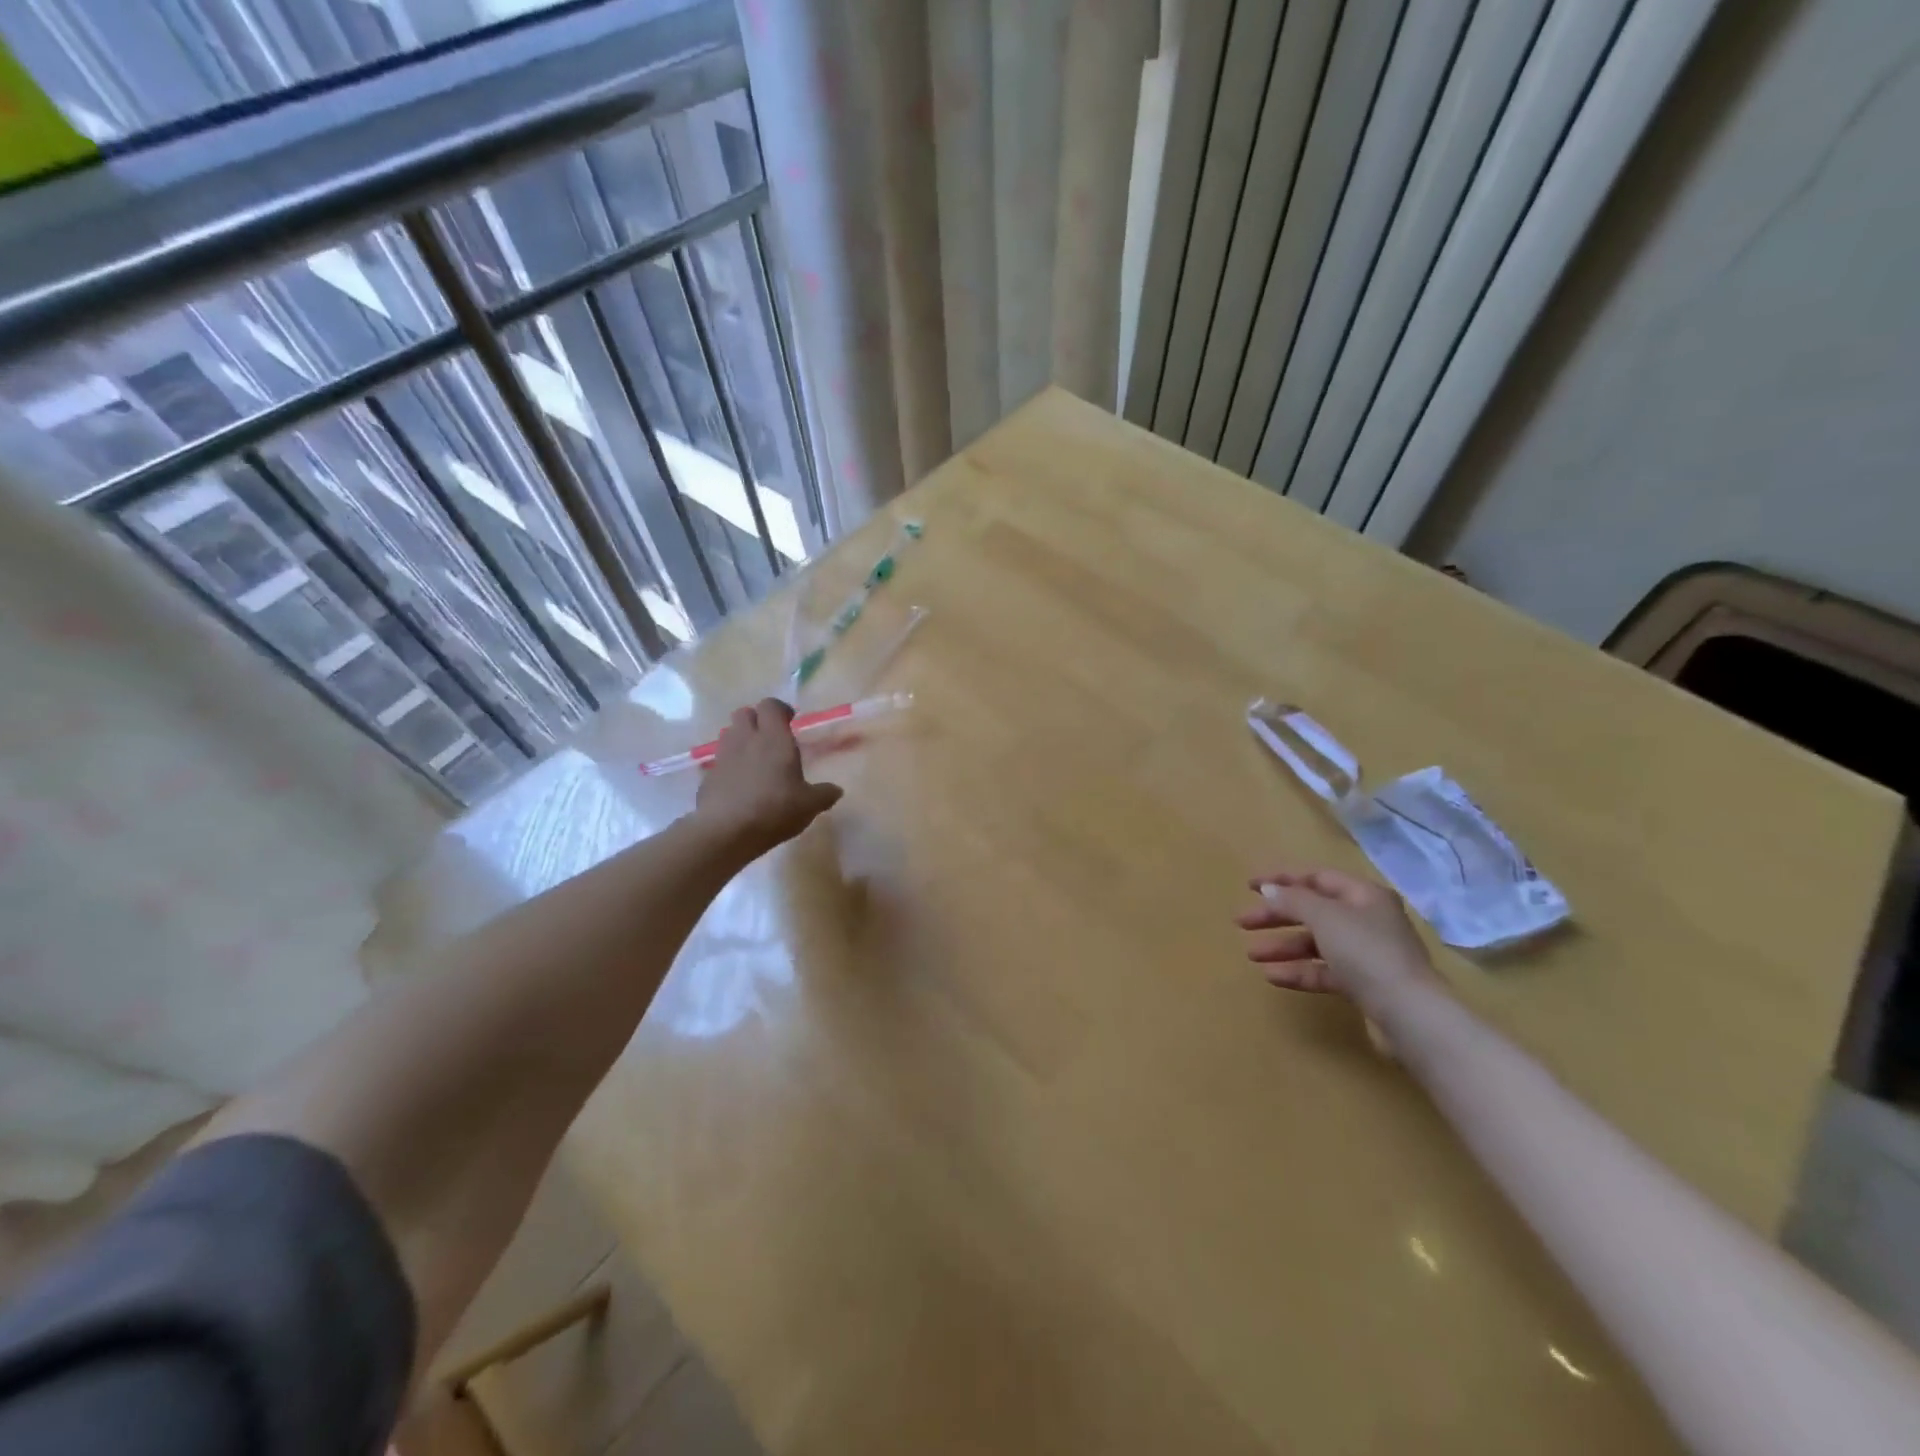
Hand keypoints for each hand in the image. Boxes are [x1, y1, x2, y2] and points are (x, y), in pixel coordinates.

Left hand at [692, 699, 843, 858]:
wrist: (725, 831)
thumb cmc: (774, 809)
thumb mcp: (809, 805)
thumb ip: (824, 794)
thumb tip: (836, 790)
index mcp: (774, 738)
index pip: (771, 705)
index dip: (780, 710)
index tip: (790, 721)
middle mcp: (746, 740)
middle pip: (744, 713)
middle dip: (756, 720)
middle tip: (771, 739)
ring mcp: (724, 757)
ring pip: (730, 734)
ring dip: (741, 740)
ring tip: (755, 760)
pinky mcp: (708, 776)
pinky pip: (720, 761)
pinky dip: (730, 765)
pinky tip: (740, 785)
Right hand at [1235, 867, 1441, 1011]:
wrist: (1410, 1015)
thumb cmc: (1367, 953)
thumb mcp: (1325, 917)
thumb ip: (1293, 900)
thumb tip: (1269, 889)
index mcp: (1364, 895)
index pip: (1317, 878)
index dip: (1282, 880)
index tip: (1249, 887)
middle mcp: (1367, 920)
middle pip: (1313, 911)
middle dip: (1276, 916)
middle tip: (1242, 923)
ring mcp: (1367, 954)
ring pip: (1316, 943)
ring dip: (1283, 947)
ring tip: (1252, 955)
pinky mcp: (1364, 985)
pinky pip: (1324, 971)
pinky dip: (1299, 971)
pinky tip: (1273, 977)